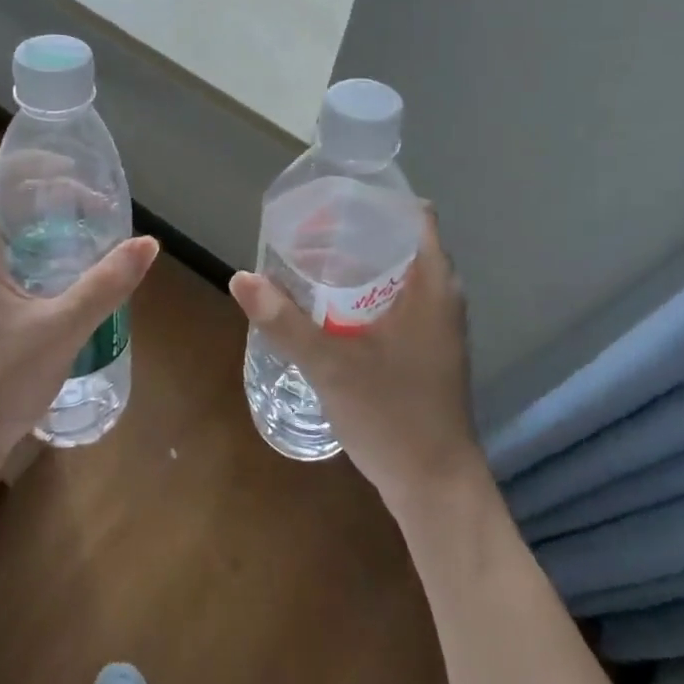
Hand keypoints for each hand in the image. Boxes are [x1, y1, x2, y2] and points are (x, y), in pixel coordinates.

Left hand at [0, 159, 158, 493]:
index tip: (70, 172)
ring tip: (79, 229)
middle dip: (40, 192)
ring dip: (34, 221)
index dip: (26, 164)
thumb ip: (105, 284)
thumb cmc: (1, 382)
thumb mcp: (62, 329)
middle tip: (87, 203)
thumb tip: (147, 244)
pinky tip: (58, 272)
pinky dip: (26, 248)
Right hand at [229, 209, 482, 518]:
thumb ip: (284, 321)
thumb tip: (241, 278)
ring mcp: (437, 327)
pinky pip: (397, 302)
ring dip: (360, 263)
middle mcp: (442, 298)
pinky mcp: (427, 350)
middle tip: (308, 229)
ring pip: (399, 274)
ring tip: (311, 260)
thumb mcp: (330, 365)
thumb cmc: (392, 415)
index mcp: (433, 286)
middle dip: (357, 230)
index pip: (415, 215)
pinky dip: (366, 292)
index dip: (377, 199)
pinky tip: (330, 307)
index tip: (332, 197)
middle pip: (402, 242)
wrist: (435, 486)